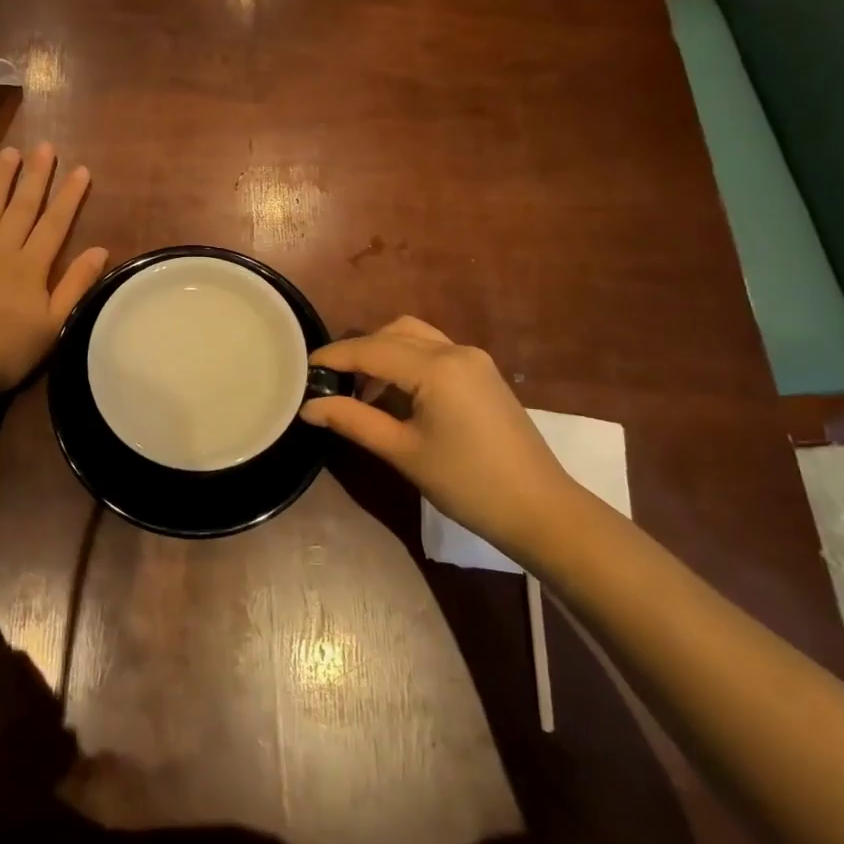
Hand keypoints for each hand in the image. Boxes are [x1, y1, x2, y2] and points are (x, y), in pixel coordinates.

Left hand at [0, 144, 107, 415]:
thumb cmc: (9, 352)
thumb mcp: (54, 324)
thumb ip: (76, 285)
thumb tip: (101, 249)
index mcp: (30, 267)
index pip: (55, 223)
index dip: (69, 196)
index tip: (81, 170)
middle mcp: (0, 250)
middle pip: (22, 207)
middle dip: (36, 176)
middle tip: (45, 147)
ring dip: (0, 179)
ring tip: (10, 153)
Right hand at [299, 316, 579, 562]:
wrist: (541, 510)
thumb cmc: (467, 483)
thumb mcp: (403, 452)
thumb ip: (353, 421)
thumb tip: (309, 406)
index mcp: (436, 366)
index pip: (371, 349)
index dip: (333, 357)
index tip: (302, 369)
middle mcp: (455, 351)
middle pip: (392, 333)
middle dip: (357, 352)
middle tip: (331, 383)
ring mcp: (473, 360)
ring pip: (414, 337)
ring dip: (383, 354)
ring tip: (361, 391)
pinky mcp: (482, 375)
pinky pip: (433, 352)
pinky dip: (406, 362)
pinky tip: (395, 396)